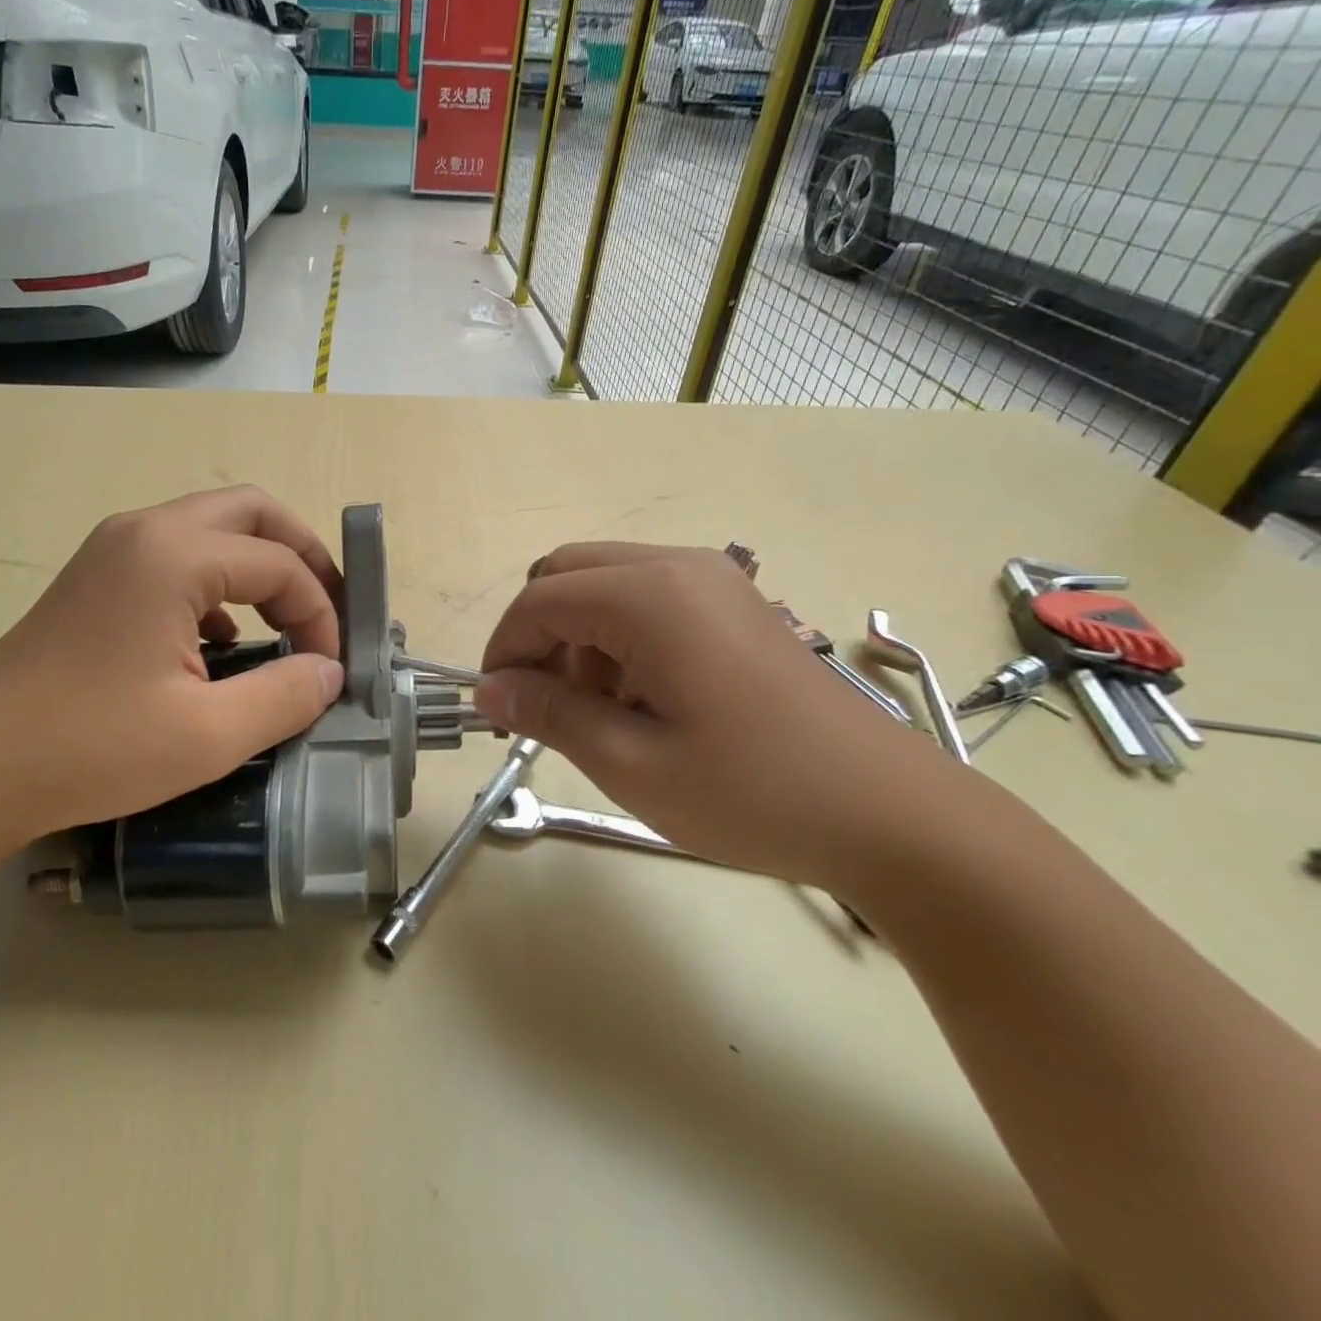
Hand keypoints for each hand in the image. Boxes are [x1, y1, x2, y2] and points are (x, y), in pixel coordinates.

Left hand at [0, 487, 346, 861]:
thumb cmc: (92, 748)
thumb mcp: (208, 736)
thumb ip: (285, 696)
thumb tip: (329, 673)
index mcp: (174, 555)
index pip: (279, 562)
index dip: (320, 612)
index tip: (330, 669)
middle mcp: (145, 531)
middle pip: (251, 512)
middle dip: (301, 556)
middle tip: (327, 610)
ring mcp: (114, 549)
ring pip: (213, 529)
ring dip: (259, 566)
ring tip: (284, 623)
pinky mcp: (96, 578)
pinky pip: (178, 556)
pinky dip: (218, 584)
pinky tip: (220, 641)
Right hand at [472, 543, 973, 890]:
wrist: (895, 815)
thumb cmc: (755, 792)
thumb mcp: (632, 763)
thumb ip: (549, 713)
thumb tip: (488, 690)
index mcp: (650, 596)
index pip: (539, 600)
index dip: (504, 649)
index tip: (497, 706)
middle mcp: (679, 567)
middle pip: (568, 573)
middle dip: (538, 633)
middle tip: (543, 703)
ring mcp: (715, 581)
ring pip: (606, 584)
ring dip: (579, 636)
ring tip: (600, 712)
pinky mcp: (736, 605)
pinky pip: (649, 599)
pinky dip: (619, 638)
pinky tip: (645, 699)